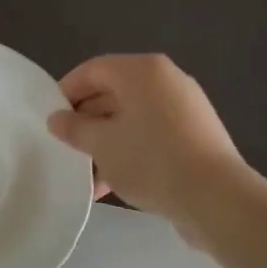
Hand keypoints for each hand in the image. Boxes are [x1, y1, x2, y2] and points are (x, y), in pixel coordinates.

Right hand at [47, 55, 245, 238]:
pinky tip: (114, 184)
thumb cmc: (150, 160)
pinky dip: (131, 151)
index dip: (66, 92)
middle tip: (66, 147)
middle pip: (113, 93)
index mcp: (141, 71)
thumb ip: (74, 128)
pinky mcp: (197, 135)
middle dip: (87, 122)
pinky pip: (153, 134)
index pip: (92, 70)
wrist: (216, 198)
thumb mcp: (101, 144)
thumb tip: (56, 119)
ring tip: (88, 175)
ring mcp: (185, 108)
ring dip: (107, 142)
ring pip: (133, 118)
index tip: (50, 119)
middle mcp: (166, 80)